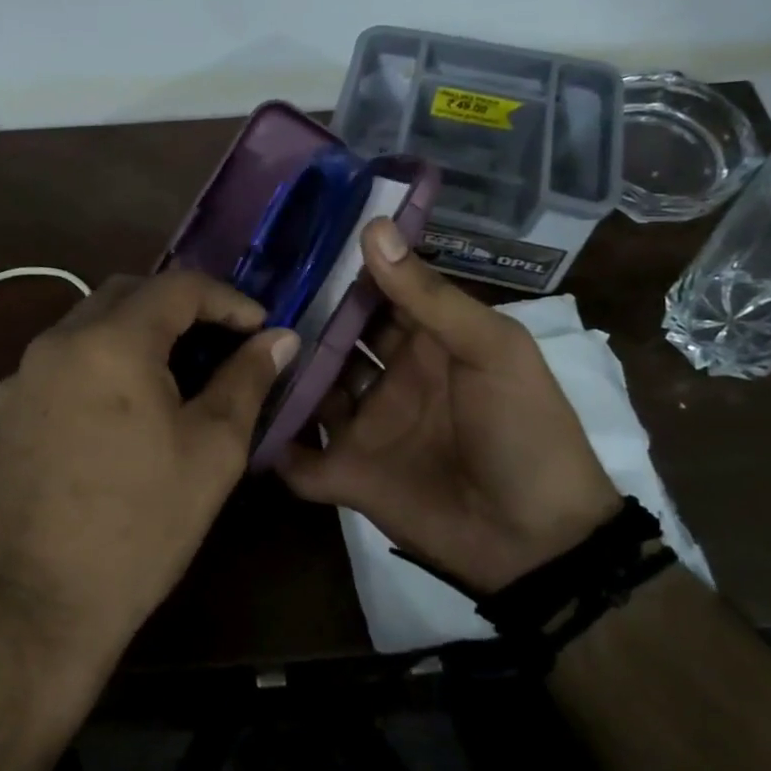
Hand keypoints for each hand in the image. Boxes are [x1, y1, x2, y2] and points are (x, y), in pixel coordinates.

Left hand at [0, 269, 298, 682]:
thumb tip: (280, 338)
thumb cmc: (143, 525)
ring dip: (140, 331)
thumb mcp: (213, 450)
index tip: (260, 328)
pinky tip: (125, 407)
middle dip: (181, 306)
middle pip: (129, 293)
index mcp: (112, 342)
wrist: (42, 605)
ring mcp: (23, 375)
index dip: (228, 299)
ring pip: (91, 323)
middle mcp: (58, 341)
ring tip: (178, 373)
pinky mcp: (6, 409)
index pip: (178, 286)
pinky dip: (104, 360)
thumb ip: (247, 379)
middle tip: (221, 342)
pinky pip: (64, 359)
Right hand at [277, 219, 621, 592]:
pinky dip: (276, 444)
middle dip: (298, 319)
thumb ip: (429, 296)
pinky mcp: (348, 474)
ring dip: (279, 375)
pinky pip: (301, 457)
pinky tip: (240, 419)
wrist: (538, 541)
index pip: (376, 295)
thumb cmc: (524, 430)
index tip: (288, 241)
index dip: (340, 271)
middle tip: (243, 292)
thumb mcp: (491, 350)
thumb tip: (374, 228)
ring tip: (231, 346)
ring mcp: (366, 427)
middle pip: (334, 340)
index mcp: (428, 342)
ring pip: (310, 391)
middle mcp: (391, 378)